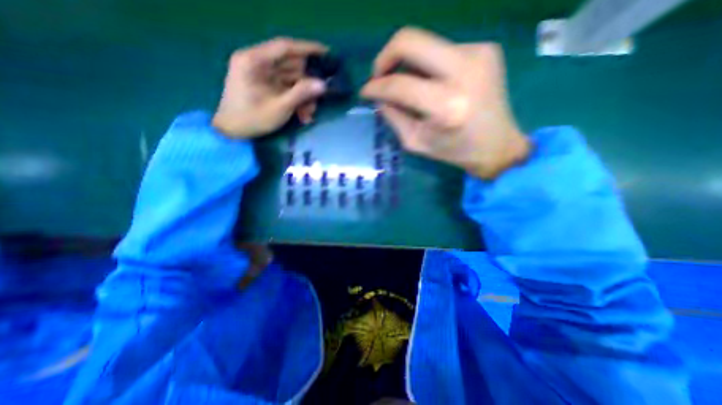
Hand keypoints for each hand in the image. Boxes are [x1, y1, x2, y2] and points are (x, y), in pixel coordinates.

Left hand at [212, 37, 329, 137]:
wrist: (232, 132)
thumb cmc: (253, 119)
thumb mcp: (280, 107)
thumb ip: (301, 94)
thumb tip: (323, 84)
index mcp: (254, 60)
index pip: (285, 47)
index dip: (308, 49)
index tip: (326, 53)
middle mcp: (257, 62)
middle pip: (291, 66)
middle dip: (307, 84)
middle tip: (319, 99)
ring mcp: (261, 74)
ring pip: (291, 79)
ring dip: (303, 96)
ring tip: (309, 114)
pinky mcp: (265, 85)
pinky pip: (286, 88)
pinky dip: (296, 100)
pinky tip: (303, 115)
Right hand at [362, 27, 528, 178]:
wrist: (497, 145)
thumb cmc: (454, 150)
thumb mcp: (416, 142)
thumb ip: (394, 118)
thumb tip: (379, 97)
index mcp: (447, 106)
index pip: (399, 85)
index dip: (376, 86)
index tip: (365, 91)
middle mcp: (464, 72)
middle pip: (410, 40)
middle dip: (386, 56)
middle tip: (379, 75)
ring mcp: (479, 54)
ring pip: (425, 44)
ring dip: (409, 64)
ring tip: (409, 86)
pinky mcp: (486, 49)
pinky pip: (442, 50)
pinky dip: (429, 66)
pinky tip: (433, 84)